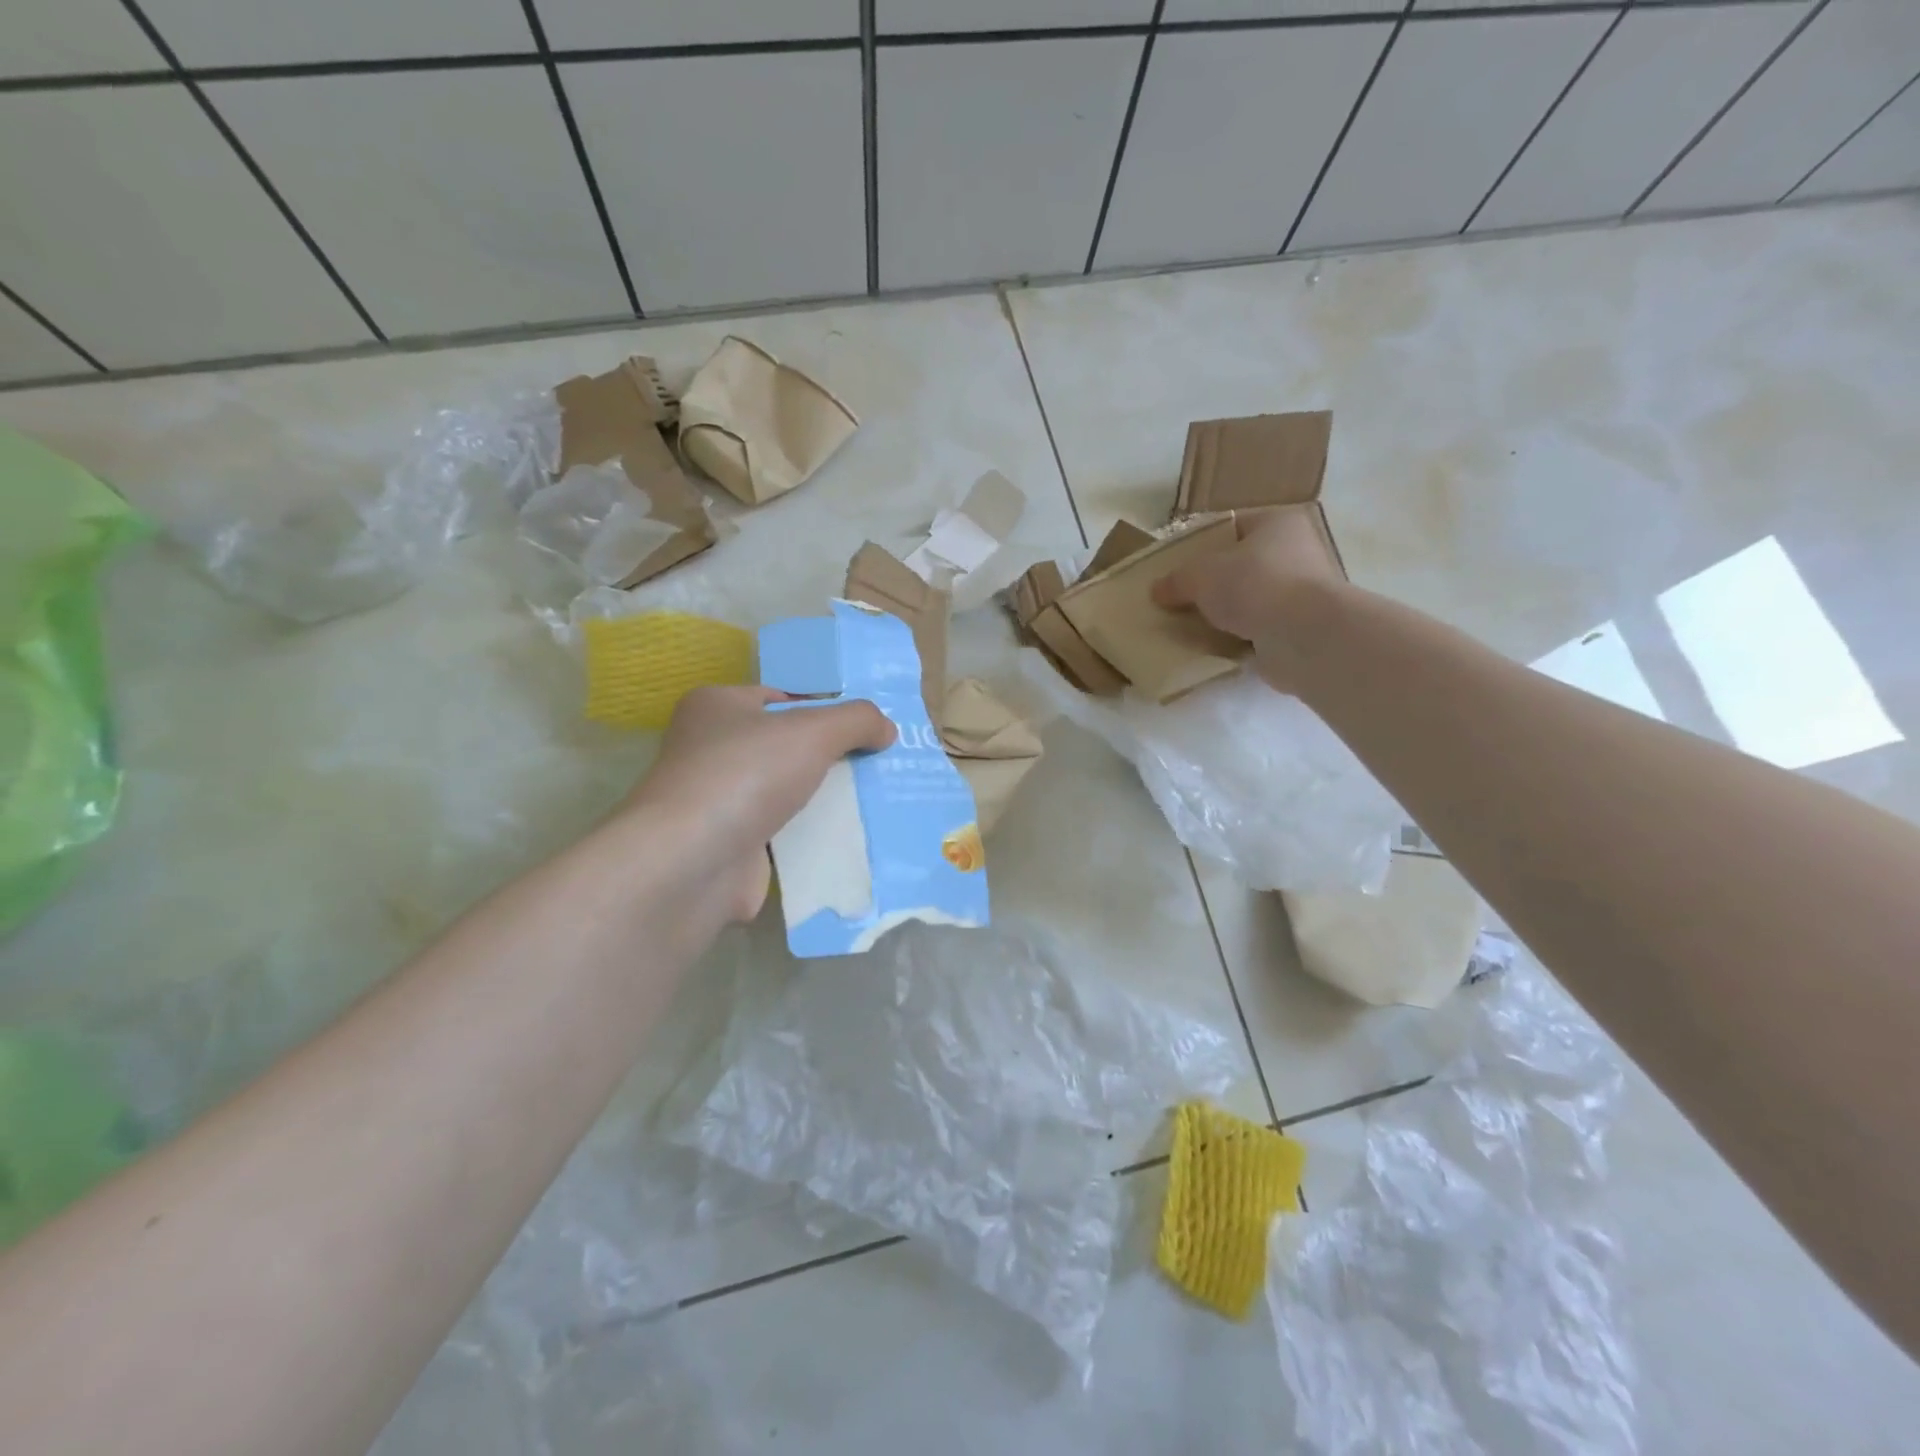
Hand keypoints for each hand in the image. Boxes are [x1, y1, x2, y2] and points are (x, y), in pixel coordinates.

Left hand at [624, 686, 895, 920]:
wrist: (691, 862)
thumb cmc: (746, 774)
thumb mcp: (813, 731)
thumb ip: (856, 720)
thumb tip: (887, 728)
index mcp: (716, 706)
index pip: (780, 698)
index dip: (824, 709)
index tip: (865, 727)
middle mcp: (709, 749)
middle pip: (785, 746)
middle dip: (829, 756)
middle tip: (877, 762)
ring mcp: (716, 800)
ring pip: (785, 792)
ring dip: (822, 798)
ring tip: (874, 799)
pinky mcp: (727, 846)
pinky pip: (781, 834)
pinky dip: (809, 837)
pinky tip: (849, 838)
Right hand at [1152, 508, 1350, 693]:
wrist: (1304, 635)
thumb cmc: (1254, 585)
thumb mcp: (1200, 575)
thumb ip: (1176, 580)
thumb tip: (1157, 590)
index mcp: (1276, 523)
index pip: (1233, 526)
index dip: (1201, 543)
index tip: (1176, 565)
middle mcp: (1295, 552)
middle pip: (1240, 565)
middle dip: (1211, 583)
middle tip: (1179, 598)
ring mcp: (1300, 592)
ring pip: (1249, 599)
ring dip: (1224, 613)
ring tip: (1190, 626)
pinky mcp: (1299, 628)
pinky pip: (1258, 629)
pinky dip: (1238, 637)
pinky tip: (1213, 647)